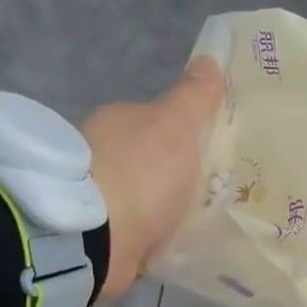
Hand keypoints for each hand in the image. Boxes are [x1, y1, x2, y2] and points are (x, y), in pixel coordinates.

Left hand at [82, 56, 223, 299]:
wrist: (95, 239)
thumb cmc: (140, 176)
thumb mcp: (177, 127)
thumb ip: (194, 98)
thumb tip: (210, 58)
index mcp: (118, 122)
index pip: (157, 123)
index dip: (184, 137)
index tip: (209, 159)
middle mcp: (101, 155)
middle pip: (149, 163)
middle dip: (172, 177)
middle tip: (207, 198)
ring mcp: (96, 198)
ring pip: (140, 199)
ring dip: (160, 210)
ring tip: (192, 228)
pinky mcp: (96, 236)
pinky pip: (133, 233)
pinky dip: (148, 238)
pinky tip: (168, 247)